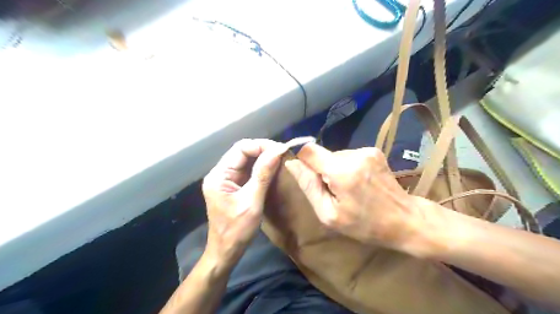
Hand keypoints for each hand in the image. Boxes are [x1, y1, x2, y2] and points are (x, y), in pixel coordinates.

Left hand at [202, 140, 284, 264]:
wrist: (226, 251)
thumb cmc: (236, 230)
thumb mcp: (252, 202)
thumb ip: (263, 175)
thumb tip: (277, 151)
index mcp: (219, 175)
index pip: (240, 148)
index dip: (260, 145)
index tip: (280, 150)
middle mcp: (220, 173)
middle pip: (242, 152)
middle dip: (263, 150)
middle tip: (283, 154)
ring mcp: (226, 180)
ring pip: (246, 160)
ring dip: (263, 158)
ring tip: (280, 159)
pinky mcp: (233, 186)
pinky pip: (248, 171)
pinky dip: (261, 168)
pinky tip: (273, 169)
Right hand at [285, 144, 429, 253]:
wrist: (405, 220)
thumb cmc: (365, 224)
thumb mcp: (329, 214)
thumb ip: (309, 186)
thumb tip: (292, 164)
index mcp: (342, 171)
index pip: (309, 150)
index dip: (302, 160)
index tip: (307, 176)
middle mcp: (354, 154)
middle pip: (323, 154)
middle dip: (321, 170)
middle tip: (333, 192)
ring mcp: (366, 150)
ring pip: (335, 155)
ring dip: (335, 169)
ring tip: (348, 189)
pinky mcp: (374, 151)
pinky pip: (349, 155)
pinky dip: (347, 167)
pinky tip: (358, 182)